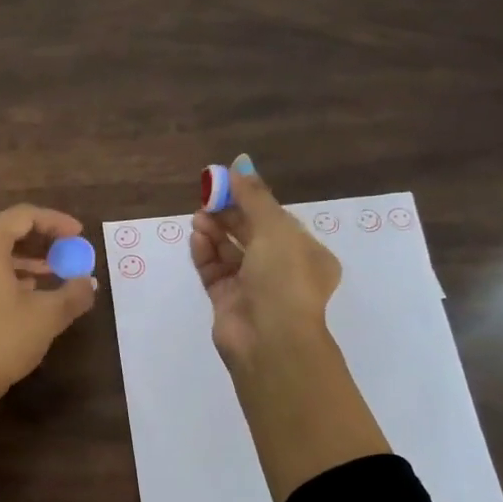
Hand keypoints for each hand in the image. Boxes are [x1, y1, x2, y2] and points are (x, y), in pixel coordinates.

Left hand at [0, 204, 97, 457]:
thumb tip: (89, 283)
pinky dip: (6, 274)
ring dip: (25, 260)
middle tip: (68, 253)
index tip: (80, 235)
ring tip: (53, 275)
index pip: (24, 216)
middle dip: (41, 241)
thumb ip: (73, 293)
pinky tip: (27, 294)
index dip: (56, 222)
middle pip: (6, 231)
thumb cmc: (0, 341)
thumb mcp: (47, 316)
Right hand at [190, 154, 340, 368]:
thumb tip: (239, 162)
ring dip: (214, 231)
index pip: (275, 219)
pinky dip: (205, 253)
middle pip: (250, 233)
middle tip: (206, 196)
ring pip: (229, 252)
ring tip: (198, 217)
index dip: (251, 199)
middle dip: (228, 214)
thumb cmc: (284, 278)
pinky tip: (196, 238)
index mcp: (306, 253)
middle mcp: (282, 270)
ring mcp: (253, 287)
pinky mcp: (228, 302)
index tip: (227, 182)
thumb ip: (253, 196)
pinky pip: (214, 271)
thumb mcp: (275, 229)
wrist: (270, 339)